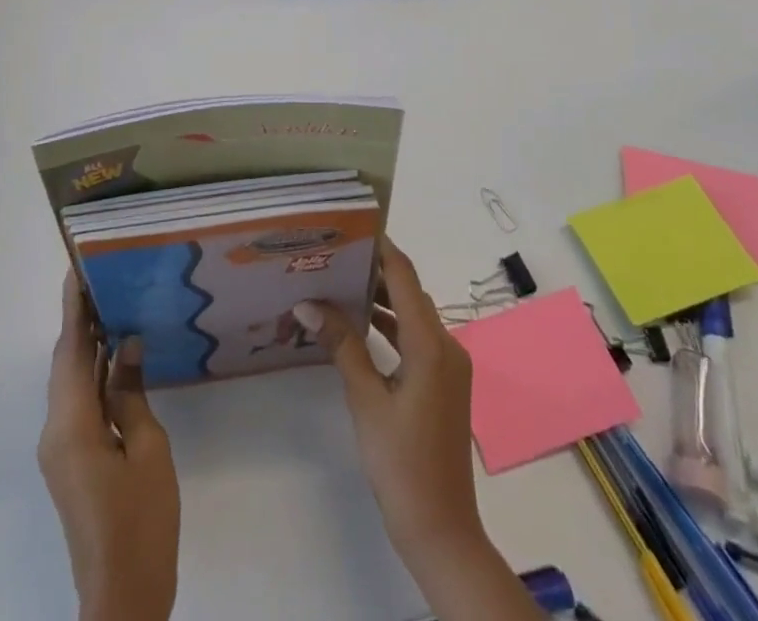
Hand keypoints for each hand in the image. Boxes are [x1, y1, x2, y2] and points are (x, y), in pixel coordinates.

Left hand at [38, 271, 179, 620]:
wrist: (122, 597)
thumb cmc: (141, 520)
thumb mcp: (147, 449)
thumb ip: (132, 394)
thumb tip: (127, 345)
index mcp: (71, 425)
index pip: (70, 350)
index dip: (74, 308)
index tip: (78, 268)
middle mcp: (56, 431)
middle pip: (65, 363)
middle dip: (81, 320)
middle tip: (104, 278)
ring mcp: (59, 449)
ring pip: (70, 382)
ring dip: (86, 346)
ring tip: (112, 305)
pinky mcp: (70, 461)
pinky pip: (76, 403)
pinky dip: (91, 374)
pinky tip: (114, 358)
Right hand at [294, 238, 543, 620]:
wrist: (441, 531)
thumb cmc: (401, 463)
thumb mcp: (365, 400)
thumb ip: (342, 345)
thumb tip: (310, 303)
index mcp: (431, 343)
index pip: (405, 277)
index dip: (382, 248)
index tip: (353, 226)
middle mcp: (446, 346)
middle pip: (410, 293)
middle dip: (376, 271)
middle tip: (337, 254)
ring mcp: (448, 366)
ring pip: (413, 317)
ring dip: (382, 301)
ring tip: (341, 283)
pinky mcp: (443, 384)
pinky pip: (416, 340)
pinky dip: (391, 328)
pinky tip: (360, 328)